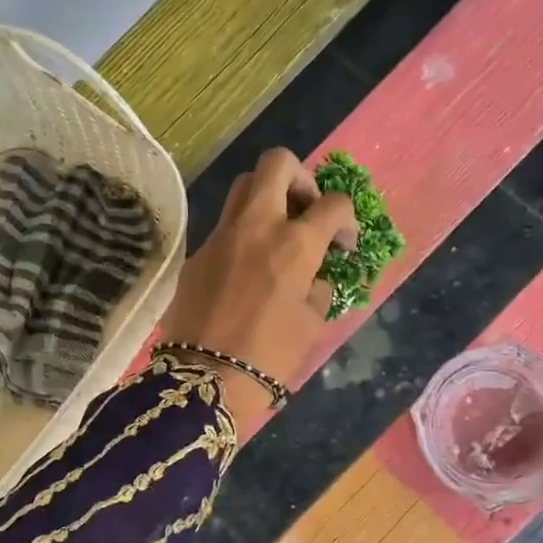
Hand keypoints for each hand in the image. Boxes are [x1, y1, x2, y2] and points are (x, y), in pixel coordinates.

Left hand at [159, 149, 357, 438]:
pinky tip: (245, 267)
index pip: (333, 203)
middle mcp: (256, 226)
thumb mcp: (311, 324)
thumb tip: (315, 274)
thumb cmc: (269, 356)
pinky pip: (223, 226)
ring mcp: (220, 236)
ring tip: (277, 232)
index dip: (346, 219)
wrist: (204, 379)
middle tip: (305, 210)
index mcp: (295, 243)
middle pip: (277, 163)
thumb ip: (319, 287)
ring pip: (243, 186)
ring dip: (266, 197)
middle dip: (300, 177)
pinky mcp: (196, 253)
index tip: (342, 244)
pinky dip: (241, 233)